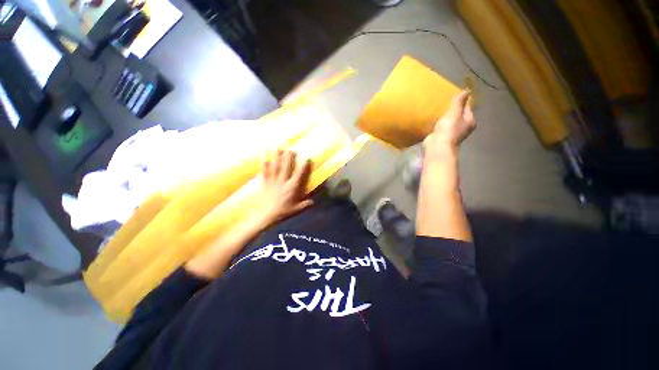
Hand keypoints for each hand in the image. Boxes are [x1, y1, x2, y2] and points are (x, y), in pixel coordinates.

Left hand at [256, 150, 313, 227]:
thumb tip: (313, 202)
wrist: (266, 216)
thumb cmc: (283, 212)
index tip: (307, 158)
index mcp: (292, 188)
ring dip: (277, 157)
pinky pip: (265, 172)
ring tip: (278, 148)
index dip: (303, 166)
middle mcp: (283, 182)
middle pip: (286, 167)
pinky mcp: (265, 184)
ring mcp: (273, 182)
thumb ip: (305, 205)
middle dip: (289, 157)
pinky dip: (264, 165)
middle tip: (291, 149)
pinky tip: (264, 159)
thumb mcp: (296, 210)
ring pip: (275, 167)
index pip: (299, 174)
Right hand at [424, 90, 475, 159]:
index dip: (461, 103)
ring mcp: (453, 134)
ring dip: (445, 118)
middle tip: (445, 105)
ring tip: (438, 112)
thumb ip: (459, 101)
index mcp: (470, 121)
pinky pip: (442, 128)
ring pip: (450, 122)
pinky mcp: (443, 137)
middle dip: (453, 111)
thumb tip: (467, 90)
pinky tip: (434, 121)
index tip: (453, 99)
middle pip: (459, 116)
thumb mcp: (455, 112)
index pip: (467, 108)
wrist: (438, 145)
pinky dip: (439, 125)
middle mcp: (464, 128)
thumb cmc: (449, 128)